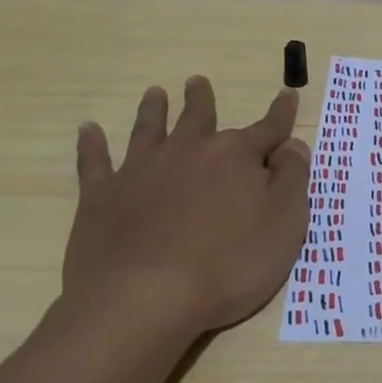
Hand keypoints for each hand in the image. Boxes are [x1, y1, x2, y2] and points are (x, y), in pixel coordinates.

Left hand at [59, 76, 310, 337]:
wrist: (144, 300)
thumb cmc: (229, 264)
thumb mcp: (285, 223)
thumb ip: (293, 179)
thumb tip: (292, 145)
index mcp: (236, 157)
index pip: (268, 129)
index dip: (281, 113)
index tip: (288, 94)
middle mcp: (189, 152)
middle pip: (199, 118)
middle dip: (202, 100)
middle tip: (197, 82)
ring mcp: (141, 171)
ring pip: (149, 130)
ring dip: (153, 110)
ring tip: (154, 93)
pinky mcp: (101, 198)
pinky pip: (95, 163)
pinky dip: (92, 145)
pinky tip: (89, 130)